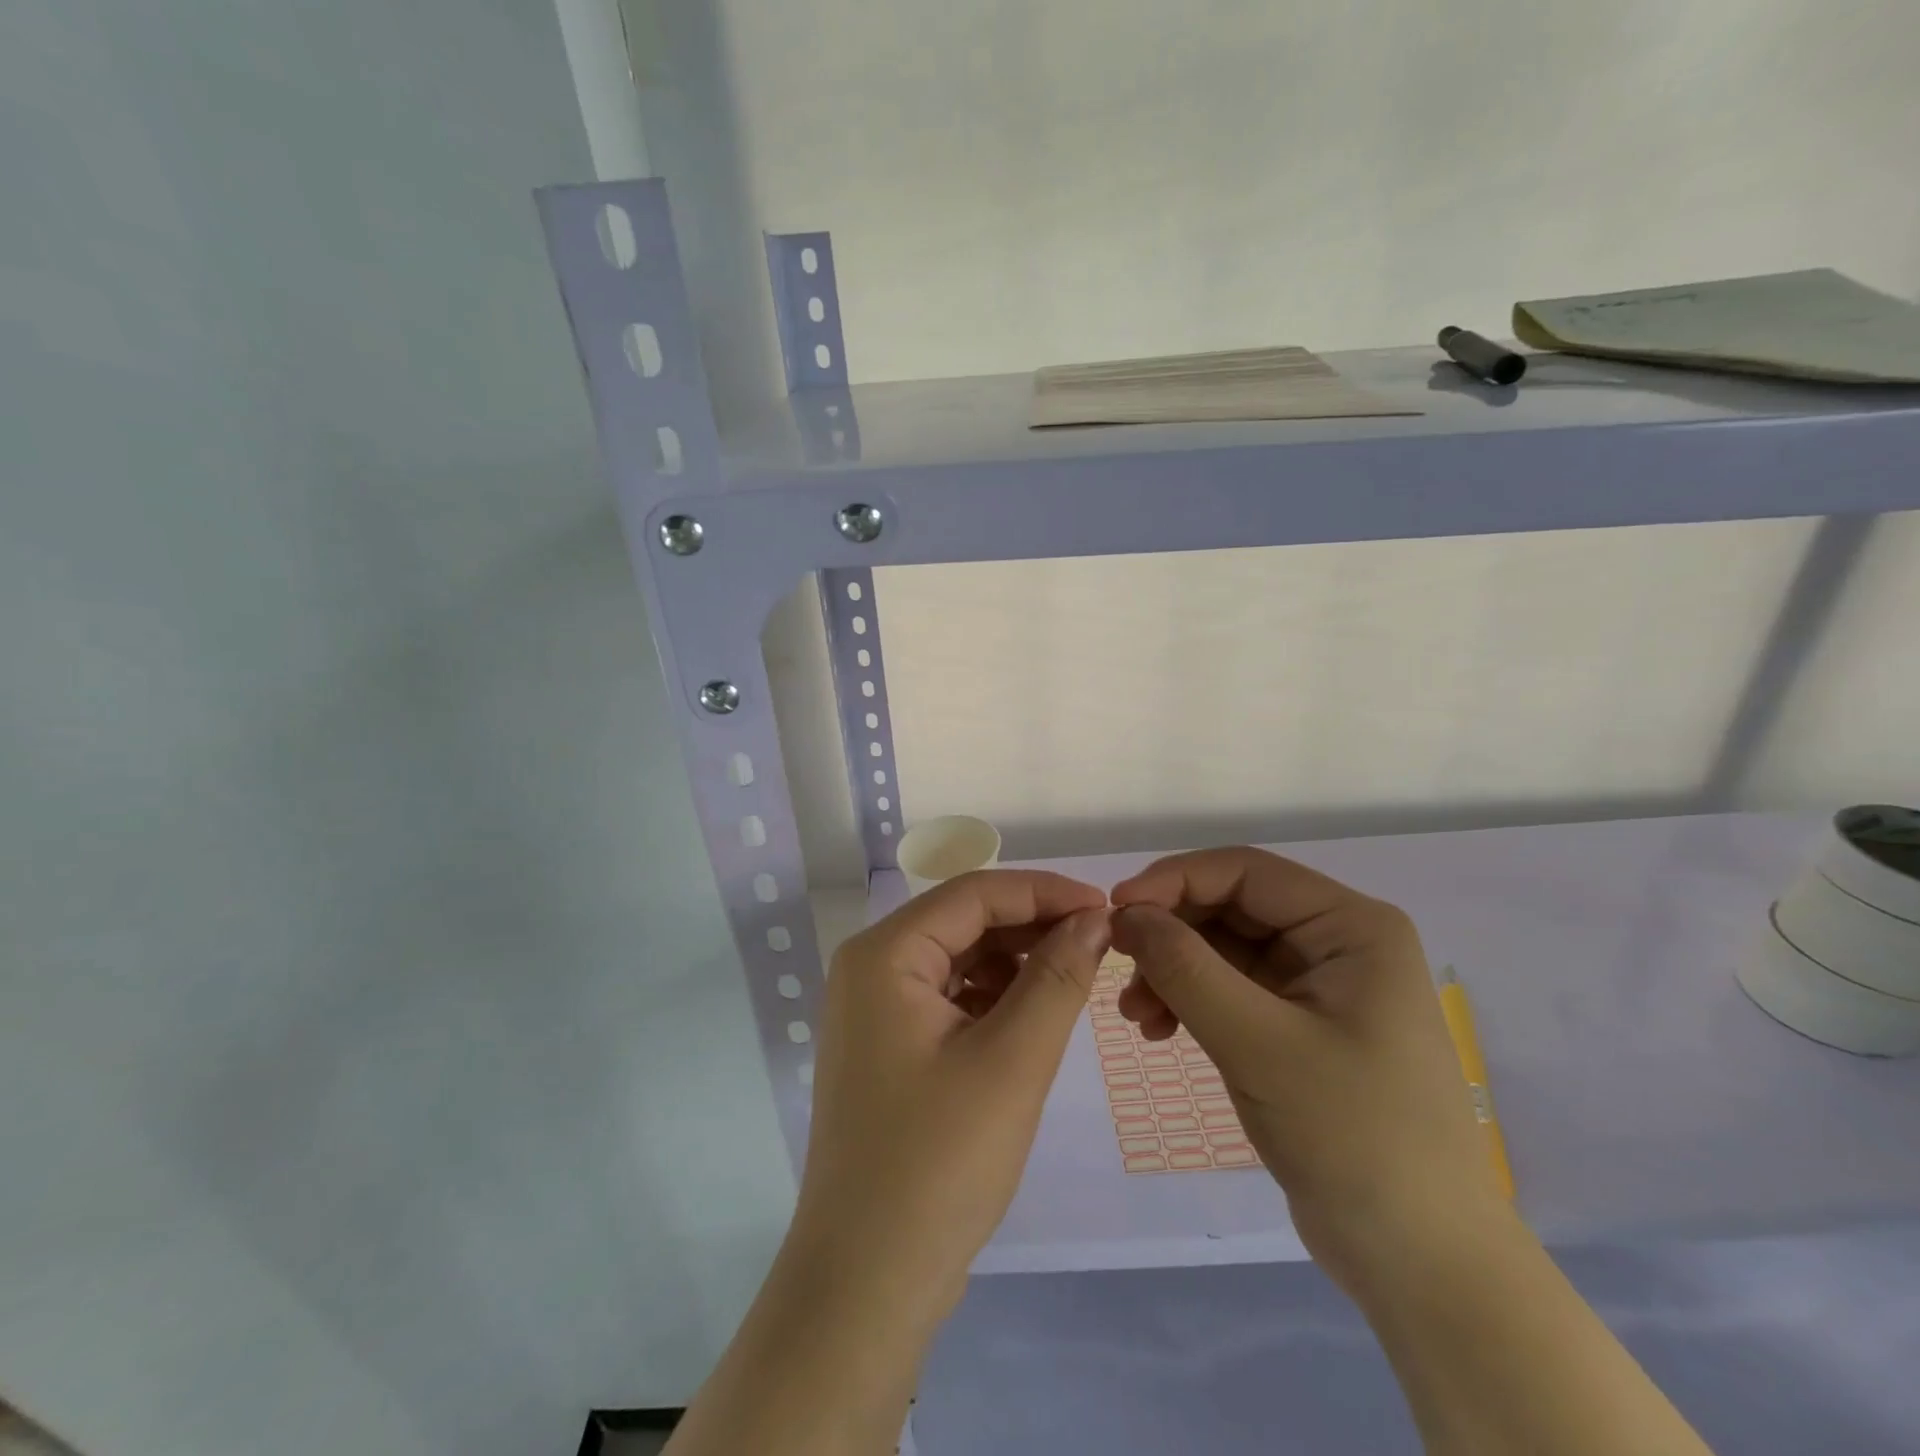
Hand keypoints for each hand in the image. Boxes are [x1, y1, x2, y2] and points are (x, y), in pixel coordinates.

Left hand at [789, 870, 1110, 1325]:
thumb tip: (1095, 918)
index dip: (1045, 892)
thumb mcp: (1012, 1061)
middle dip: (1033, 925)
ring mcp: (875, 1008)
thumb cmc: (938, 1164)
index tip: (1108, 909)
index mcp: (884, 954)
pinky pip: (949, 996)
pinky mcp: (888, 1044)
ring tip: (1077, 974)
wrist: (866, 1283)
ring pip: (959, 957)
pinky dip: (994, 995)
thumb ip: (1057, 978)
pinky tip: (1034, 1011)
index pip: (974, 893)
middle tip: (1101, 942)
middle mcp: (871, 967)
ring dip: (1016, 959)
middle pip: (964, 920)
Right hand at [1110, 848, 1506, 1292]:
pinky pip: (1231, 990)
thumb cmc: (1352, 1135)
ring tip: (1134, 1015)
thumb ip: (1186, 968)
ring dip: (1173, 971)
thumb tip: (1124, 913)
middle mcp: (1337, 942)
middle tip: (1118, 966)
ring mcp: (1318, 986)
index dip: (1173, 881)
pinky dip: (1190, 1002)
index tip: (1114, 910)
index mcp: (1350, 926)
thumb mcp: (1257, 1043)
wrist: (1420, 1262)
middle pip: (1231, 908)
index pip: (1244, 871)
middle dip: (1170, 935)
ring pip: (1224, 950)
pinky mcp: (1299, 1027)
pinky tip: (1158, 1031)